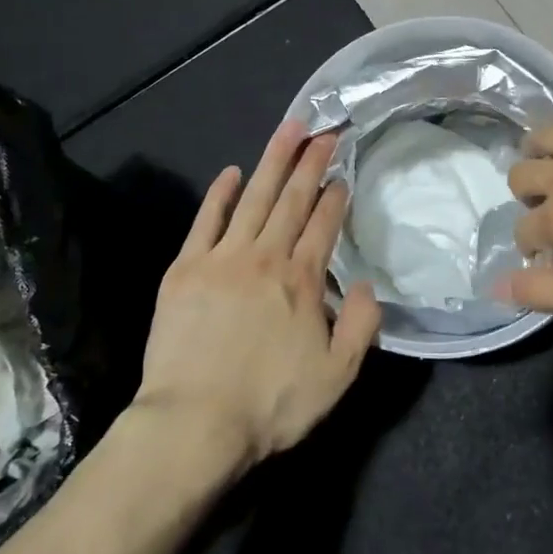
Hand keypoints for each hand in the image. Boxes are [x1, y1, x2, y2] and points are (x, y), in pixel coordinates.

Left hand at [133, 121, 381, 471]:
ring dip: (272, 162)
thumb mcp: (337, 376)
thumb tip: (367, 285)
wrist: (194, 423)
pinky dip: (220, 194)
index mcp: (302, 281)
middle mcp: (265, 258)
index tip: (341, 173)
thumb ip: (361, 326)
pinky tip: (231, 172)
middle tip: (323, 131)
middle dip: (310, 162)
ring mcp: (222, 259)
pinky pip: (206, 220)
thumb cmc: (270, 403)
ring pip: (254, 199)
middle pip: (292, 200)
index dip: (334, 197)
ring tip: (288, 130)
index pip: (323, 225)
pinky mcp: (185, 269)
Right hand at [504, 58, 552, 321]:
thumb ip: (541, 293)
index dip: (529, 246)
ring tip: (541, 154)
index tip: (545, 256)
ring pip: (549, 135)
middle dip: (525, 192)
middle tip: (544, 205)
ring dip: (537, 145)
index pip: (524, 231)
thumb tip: (494, 286)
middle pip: (524, 175)